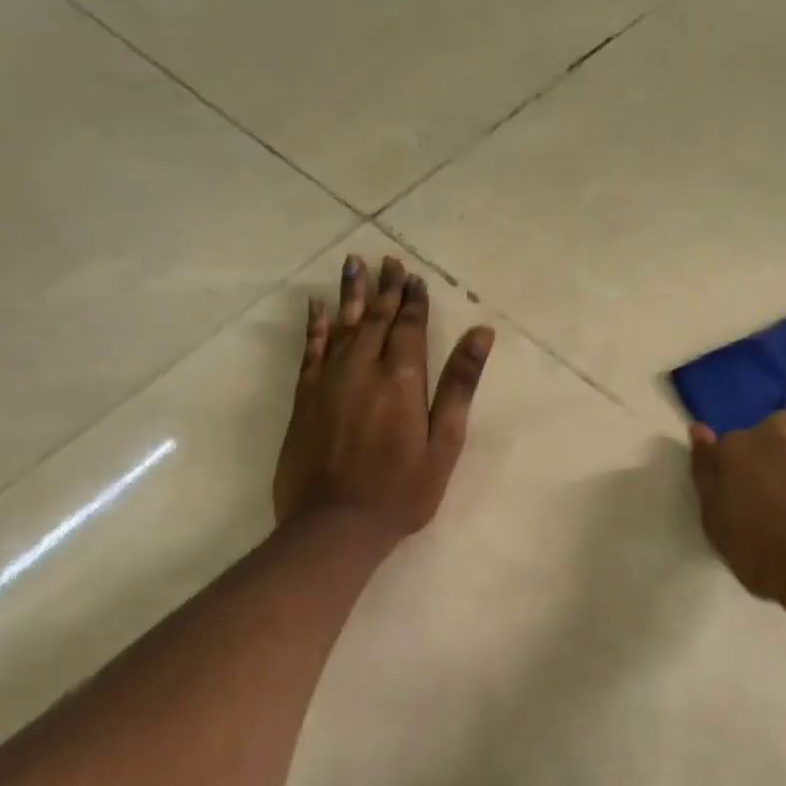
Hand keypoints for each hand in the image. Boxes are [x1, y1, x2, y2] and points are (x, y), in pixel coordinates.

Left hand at [274, 254, 494, 543]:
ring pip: (343, 326)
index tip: (414, 276)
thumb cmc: (401, 490)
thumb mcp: (445, 442)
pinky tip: (316, 307)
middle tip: (388, 260)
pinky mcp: (304, 398)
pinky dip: (315, 326)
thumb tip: (481, 332)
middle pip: (377, 318)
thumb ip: (460, 384)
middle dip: (385, 288)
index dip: (413, 300)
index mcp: (401, 378)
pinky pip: (310, 351)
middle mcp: (363, 369)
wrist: (334, 526)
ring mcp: (329, 381)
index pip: (409, 326)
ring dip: (351, 294)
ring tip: (354, 263)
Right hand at [688, 392, 785, 599]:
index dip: (744, 462)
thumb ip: (706, 471)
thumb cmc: (761, 549)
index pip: (735, 443)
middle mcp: (779, 427)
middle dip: (784, 444)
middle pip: (780, 425)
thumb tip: (699, 429)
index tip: (752, 483)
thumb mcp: (716, 519)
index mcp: (738, 444)